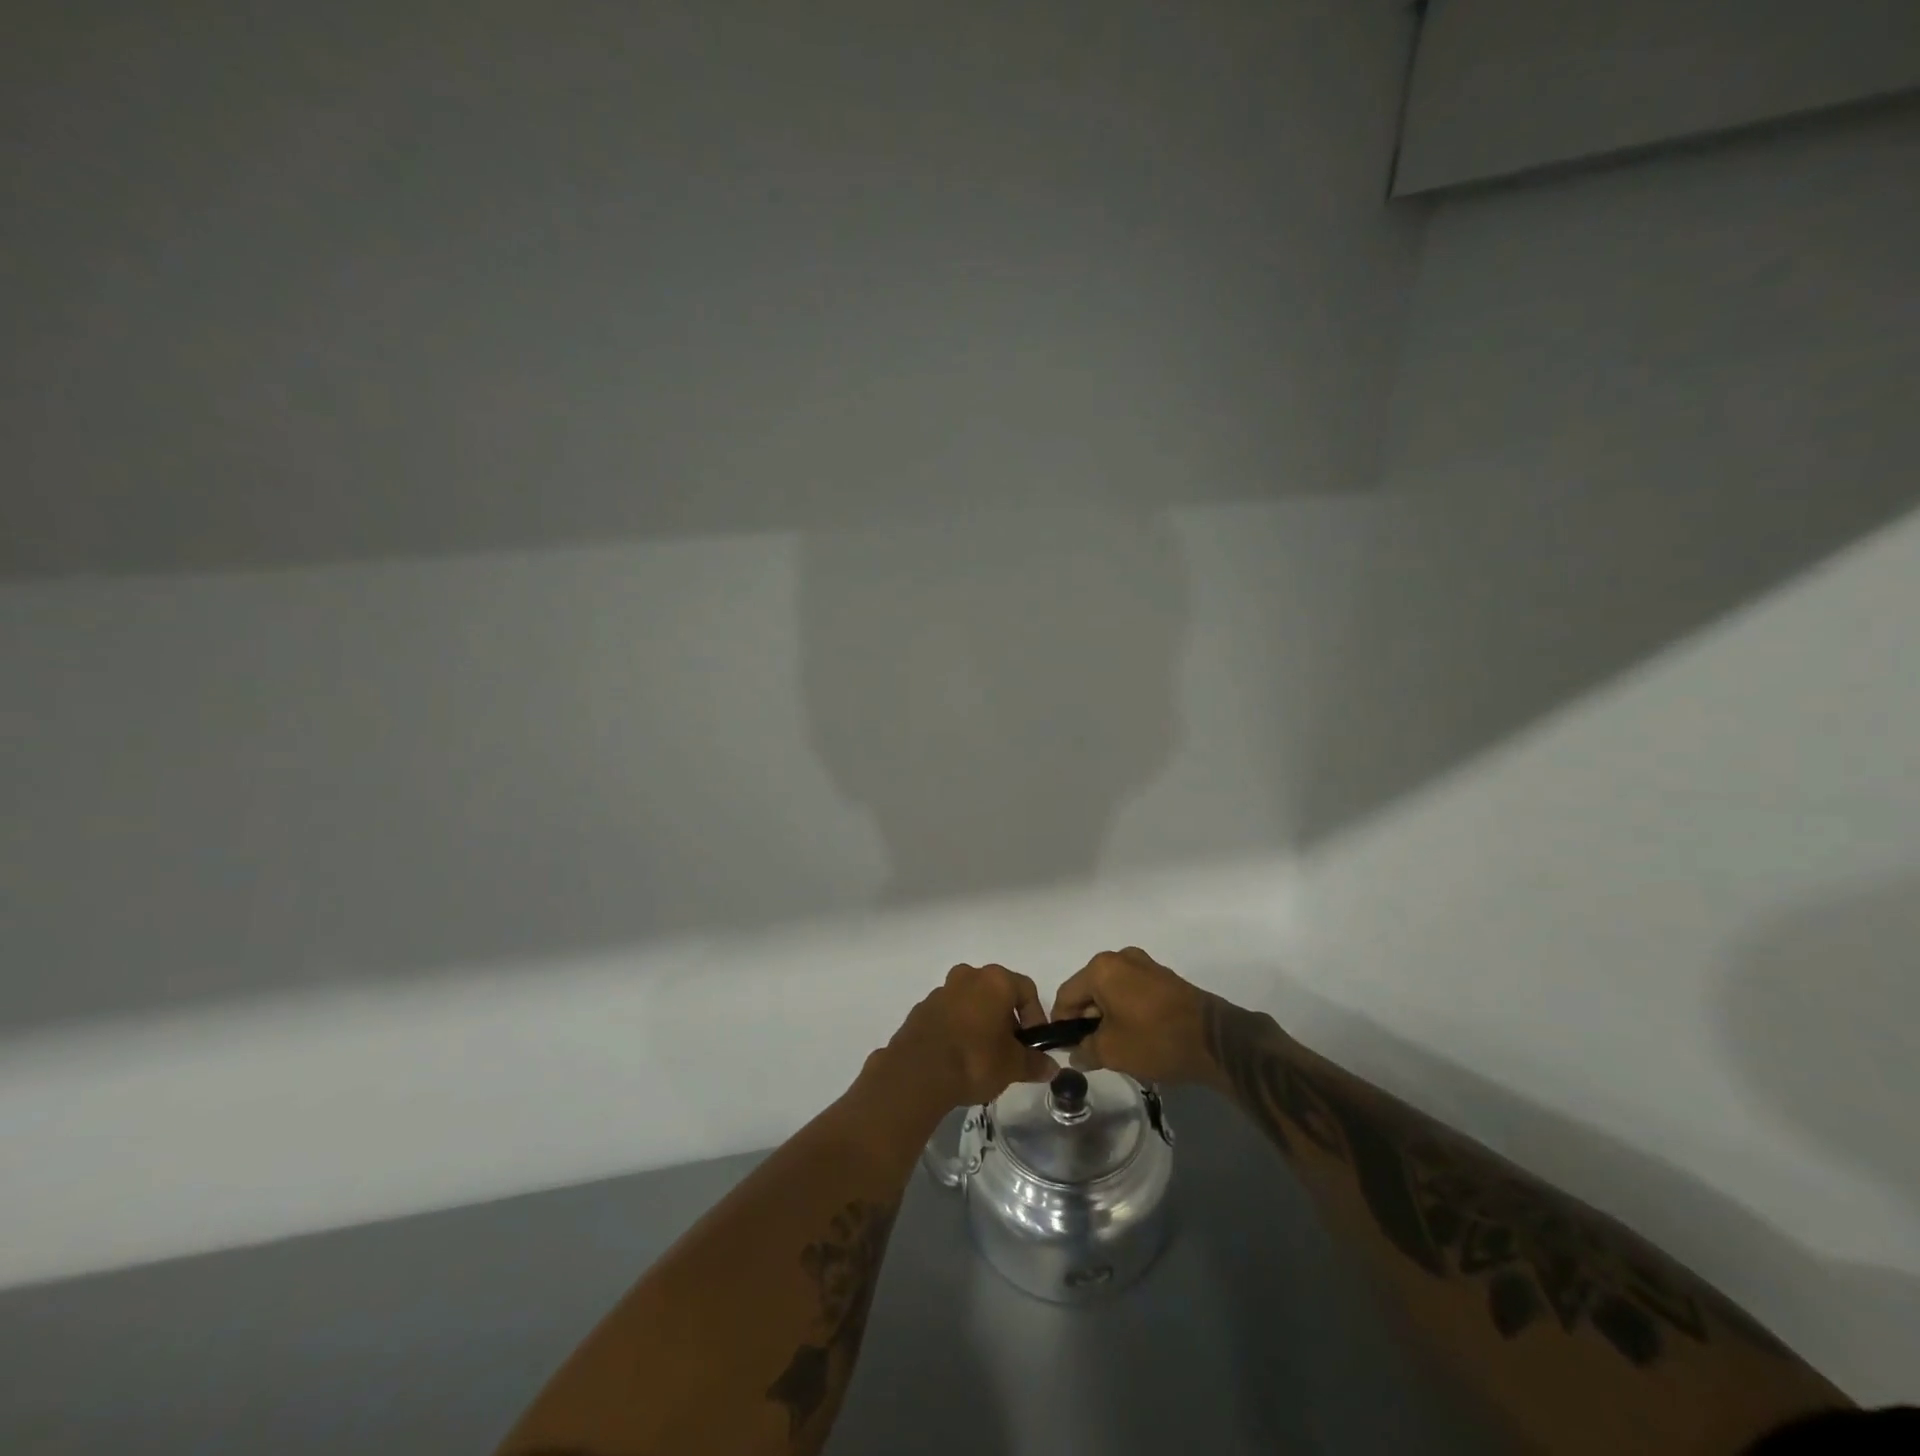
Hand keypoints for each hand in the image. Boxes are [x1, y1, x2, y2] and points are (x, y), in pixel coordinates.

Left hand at [884, 963, 1060, 1111]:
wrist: (918, 1072)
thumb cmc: (975, 1059)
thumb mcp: (1013, 1065)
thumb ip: (1035, 1063)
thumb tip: (1051, 1067)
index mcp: (994, 981)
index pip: (1026, 989)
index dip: (1036, 1016)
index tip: (1034, 1043)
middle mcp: (968, 976)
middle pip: (997, 992)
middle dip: (1007, 1019)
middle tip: (1010, 1050)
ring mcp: (941, 990)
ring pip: (971, 1002)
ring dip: (981, 1022)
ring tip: (984, 1056)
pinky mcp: (922, 1009)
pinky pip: (949, 1014)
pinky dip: (958, 1029)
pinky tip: (959, 1057)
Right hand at [1049, 946, 1215, 1085]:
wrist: (1215, 1040)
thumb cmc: (1155, 1039)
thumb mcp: (1112, 1051)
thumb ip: (1085, 1050)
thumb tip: (1076, 1054)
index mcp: (1101, 968)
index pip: (1067, 996)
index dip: (1061, 1024)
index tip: (1068, 1050)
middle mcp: (1121, 957)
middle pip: (1089, 990)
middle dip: (1087, 1021)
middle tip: (1094, 1052)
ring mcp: (1145, 964)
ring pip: (1112, 991)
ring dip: (1108, 1017)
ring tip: (1118, 1048)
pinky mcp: (1164, 977)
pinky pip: (1133, 992)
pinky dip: (1127, 1011)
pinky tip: (1138, 1036)